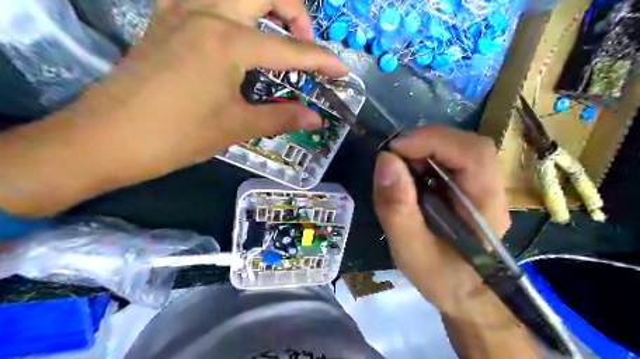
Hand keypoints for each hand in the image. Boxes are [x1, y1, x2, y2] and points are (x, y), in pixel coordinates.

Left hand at [0, 0, 347, 215]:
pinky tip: (239, 31)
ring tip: (278, 33)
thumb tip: (315, 119)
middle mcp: (206, 12)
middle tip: (305, 42)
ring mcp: (180, 9)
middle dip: (296, 12)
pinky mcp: (165, 18)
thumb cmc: (177, 136)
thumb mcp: (236, 127)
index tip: (342, 70)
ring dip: (265, 4)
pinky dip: (234, 8)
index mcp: (228, 41)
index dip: (322, 60)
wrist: (108, 138)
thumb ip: (281, 117)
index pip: (290, 48)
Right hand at [370, 126, 511, 313]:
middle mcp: (491, 188)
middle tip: (393, 159)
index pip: (472, 153)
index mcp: (485, 205)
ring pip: (458, 147)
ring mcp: (482, 185)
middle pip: (466, 144)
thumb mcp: (410, 250)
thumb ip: (397, 209)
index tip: (394, 151)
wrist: (465, 294)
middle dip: (425, 143)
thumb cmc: (440, 277)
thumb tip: (385, 160)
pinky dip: (425, 158)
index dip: (432, 141)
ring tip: (400, 169)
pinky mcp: (469, 186)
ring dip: (424, 149)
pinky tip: (411, 175)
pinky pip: (450, 158)